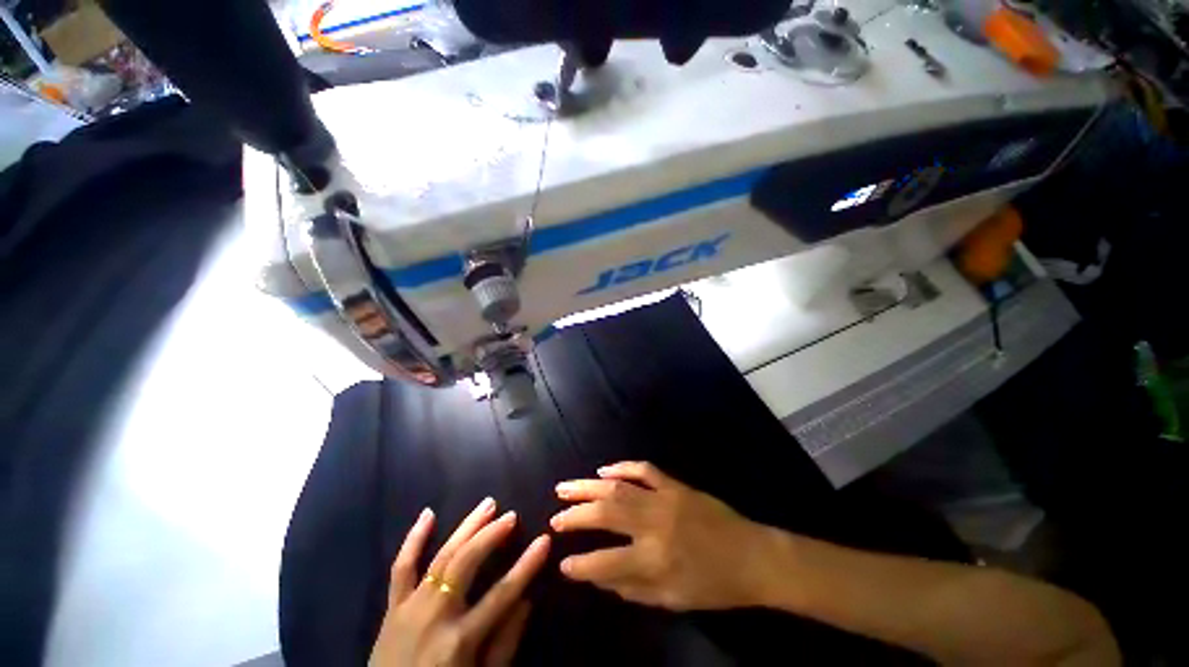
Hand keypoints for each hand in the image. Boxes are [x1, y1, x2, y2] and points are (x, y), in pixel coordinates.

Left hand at [370, 498, 551, 666]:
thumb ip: (505, 644)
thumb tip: (526, 600)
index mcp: (460, 640)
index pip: (502, 593)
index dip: (527, 565)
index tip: (544, 540)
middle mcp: (435, 616)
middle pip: (467, 563)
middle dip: (492, 535)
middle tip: (511, 515)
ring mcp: (410, 607)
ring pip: (442, 557)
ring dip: (466, 527)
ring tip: (487, 505)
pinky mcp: (392, 607)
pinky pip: (401, 568)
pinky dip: (413, 539)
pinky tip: (428, 514)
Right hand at [551, 461, 776, 610]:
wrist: (752, 556)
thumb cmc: (714, 585)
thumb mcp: (673, 599)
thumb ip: (633, 589)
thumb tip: (599, 577)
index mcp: (656, 559)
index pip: (606, 562)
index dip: (581, 565)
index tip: (561, 564)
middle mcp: (655, 524)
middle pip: (606, 514)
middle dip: (575, 515)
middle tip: (555, 517)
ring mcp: (665, 498)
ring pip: (618, 487)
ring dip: (588, 487)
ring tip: (565, 488)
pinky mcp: (674, 484)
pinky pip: (643, 469)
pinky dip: (621, 468)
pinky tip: (604, 470)